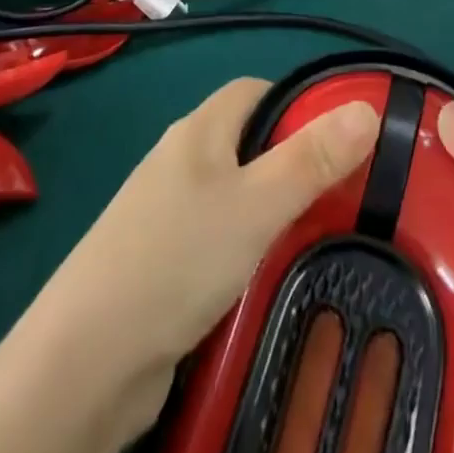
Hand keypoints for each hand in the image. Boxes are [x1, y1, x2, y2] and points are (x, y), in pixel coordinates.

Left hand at [28, 78, 380, 426]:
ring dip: (275, 211)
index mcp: (199, 130)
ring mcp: (167, 213)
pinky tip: (272, 278)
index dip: (299, 103)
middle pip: (249, 143)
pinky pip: (219, 239)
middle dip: (295, 163)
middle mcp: (181, 161)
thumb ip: (312, 159)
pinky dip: (250, 250)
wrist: (87, 360)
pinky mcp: (162, 263)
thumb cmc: (178, 258)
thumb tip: (366, 107)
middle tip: (345, 195)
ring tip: (322, 238)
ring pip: (236, 195)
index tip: (342, 137)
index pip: (256, 91)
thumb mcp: (257, 204)